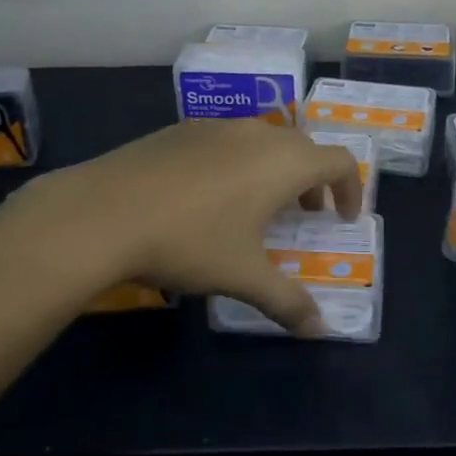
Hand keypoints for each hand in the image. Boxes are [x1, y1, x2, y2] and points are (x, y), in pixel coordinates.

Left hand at [1, 120, 362, 335]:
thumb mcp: (243, 276)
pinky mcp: (183, 129)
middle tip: (305, 215)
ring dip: (276, 169)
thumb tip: (320, 329)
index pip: (340, 161)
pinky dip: (239, 162)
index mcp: (284, 162)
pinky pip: (228, 140)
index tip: (342, 218)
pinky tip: (209, 196)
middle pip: (303, 147)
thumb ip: (287, 301)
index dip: (351, 188)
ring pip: (264, 141)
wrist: (105, 210)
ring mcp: (217, 126)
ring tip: (258, 207)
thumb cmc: (189, 240)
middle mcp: (257, 134)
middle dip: (313, 180)